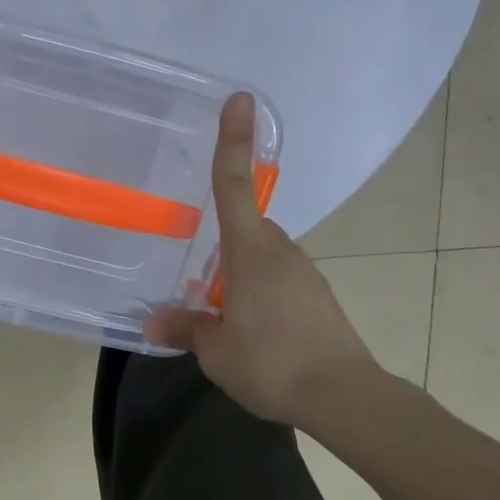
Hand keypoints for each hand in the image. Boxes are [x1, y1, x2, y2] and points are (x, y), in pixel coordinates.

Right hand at [145, 92, 381, 428]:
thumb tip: (152, 321)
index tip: (240, 100)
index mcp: (251, 250)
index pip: (235, 183)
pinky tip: (254, 330)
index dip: (234, 140)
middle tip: (200, 288)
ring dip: (239, 275)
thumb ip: (184, 328)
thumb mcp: (216, 350)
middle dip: (221, 249)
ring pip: (261, 256)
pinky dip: (260, 292)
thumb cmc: (273, 361)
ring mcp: (304, 273)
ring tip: (224, 319)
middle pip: (244, 227)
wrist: (347, 398)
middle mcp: (280, 250)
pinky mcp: (318, 297)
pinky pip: (278, 279)